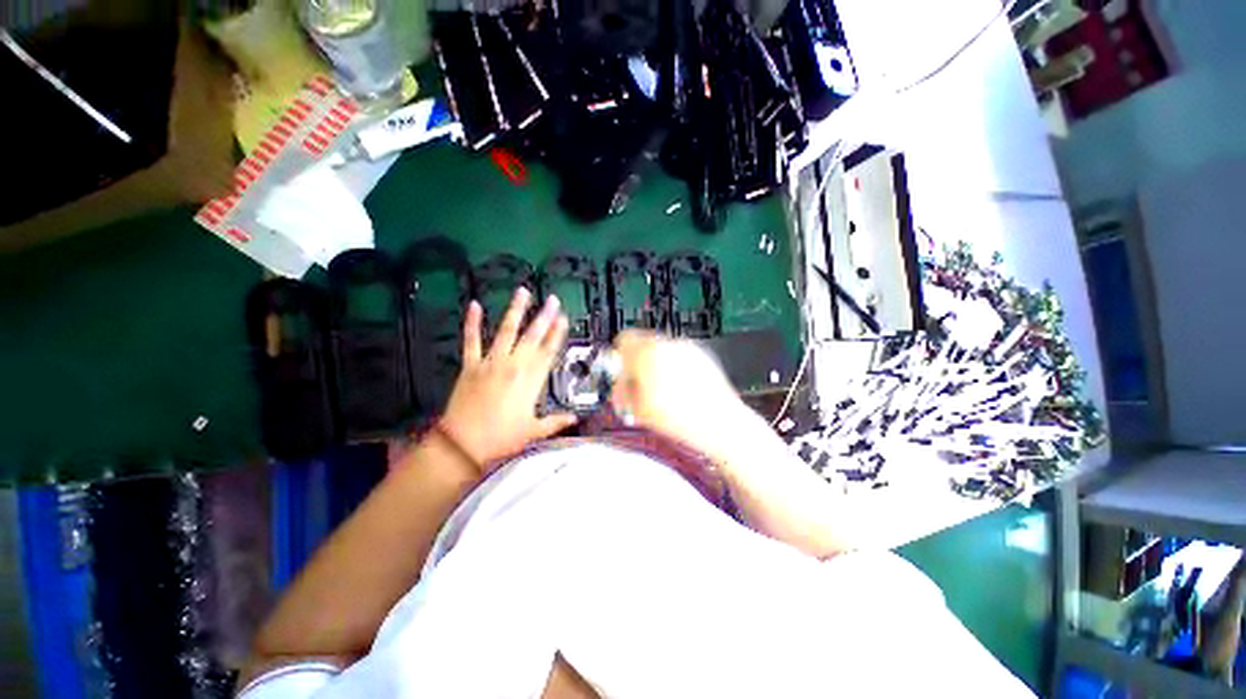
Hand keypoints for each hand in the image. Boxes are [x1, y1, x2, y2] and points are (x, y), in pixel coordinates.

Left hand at [438, 288, 577, 472]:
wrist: (463, 443)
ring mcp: (491, 363)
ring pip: (506, 331)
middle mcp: (514, 366)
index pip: (548, 352)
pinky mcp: (470, 365)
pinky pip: (471, 340)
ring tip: (523, 291)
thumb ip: (556, 422)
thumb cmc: (502, 438)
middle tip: (552, 299)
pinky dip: (472, 323)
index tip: (564, 318)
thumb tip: (576, 417)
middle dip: (544, 316)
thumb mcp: (534, 431)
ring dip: (516, 310)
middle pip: (532, 337)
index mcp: (531, 381)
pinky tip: (475, 305)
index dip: (557, 334)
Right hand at [610, 330, 764, 462]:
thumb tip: (618, 385)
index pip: (624, 339)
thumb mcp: (639, 410)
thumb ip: (622, 392)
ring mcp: (687, 348)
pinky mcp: (702, 355)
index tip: (621, 371)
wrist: (720, 423)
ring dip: (656, 364)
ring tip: (663, 390)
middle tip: (639, 385)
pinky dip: (673, 366)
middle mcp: (668, 344)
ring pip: (661, 349)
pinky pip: (678, 354)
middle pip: (643, 344)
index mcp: (649, 353)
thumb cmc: (679, 419)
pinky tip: (680, 389)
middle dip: (638, 362)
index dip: (619, 356)